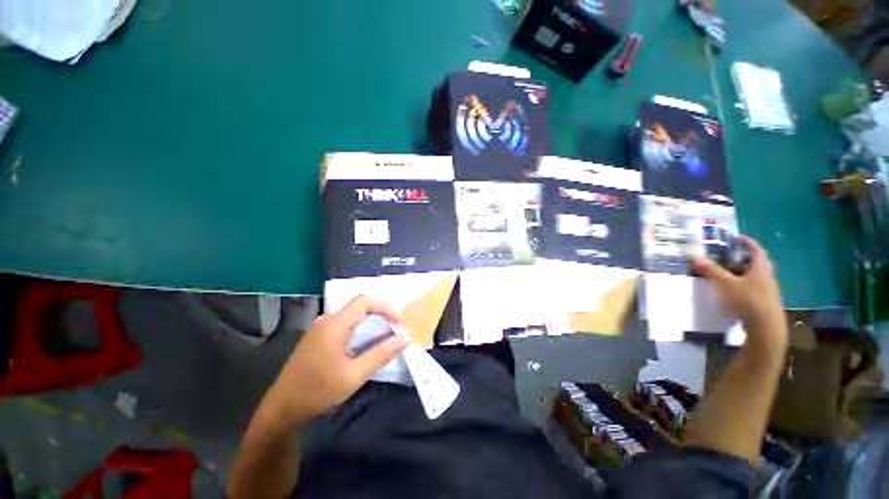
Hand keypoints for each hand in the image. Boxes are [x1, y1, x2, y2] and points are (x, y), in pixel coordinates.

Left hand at [264, 296, 407, 426]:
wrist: (282, 408)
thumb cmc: (318, 391)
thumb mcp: (355, 375)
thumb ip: (382, 353)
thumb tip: (406, 337)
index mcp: (334, 325)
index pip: (364, 301)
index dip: (385, 307)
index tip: (398, 323)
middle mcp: (326, 320)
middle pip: (359, 305)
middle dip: (381, 313)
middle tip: (395, 330)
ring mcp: (320, 327)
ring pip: (352, 314)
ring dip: (371, 320)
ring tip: (385, 335)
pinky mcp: (318, 335)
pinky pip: (344, 322)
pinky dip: (360, 327)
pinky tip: (364, 343)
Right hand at [690, 236, 786, 348]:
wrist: (766, 328)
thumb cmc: (747, 300)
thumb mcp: (725, 284)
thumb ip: (711, 270)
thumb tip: (693, 256)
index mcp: (761, 268)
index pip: (756, 249)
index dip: (746, 242)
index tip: (736, 238)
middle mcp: (767, 277)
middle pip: (757, 263)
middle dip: (743, 258)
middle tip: (728, 256)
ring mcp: (767, 291)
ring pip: (755, 276)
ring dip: (743, 272)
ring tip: (728, 273)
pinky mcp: (764, 303)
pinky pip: (753, 288)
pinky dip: (744, 285)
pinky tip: (734, 291)